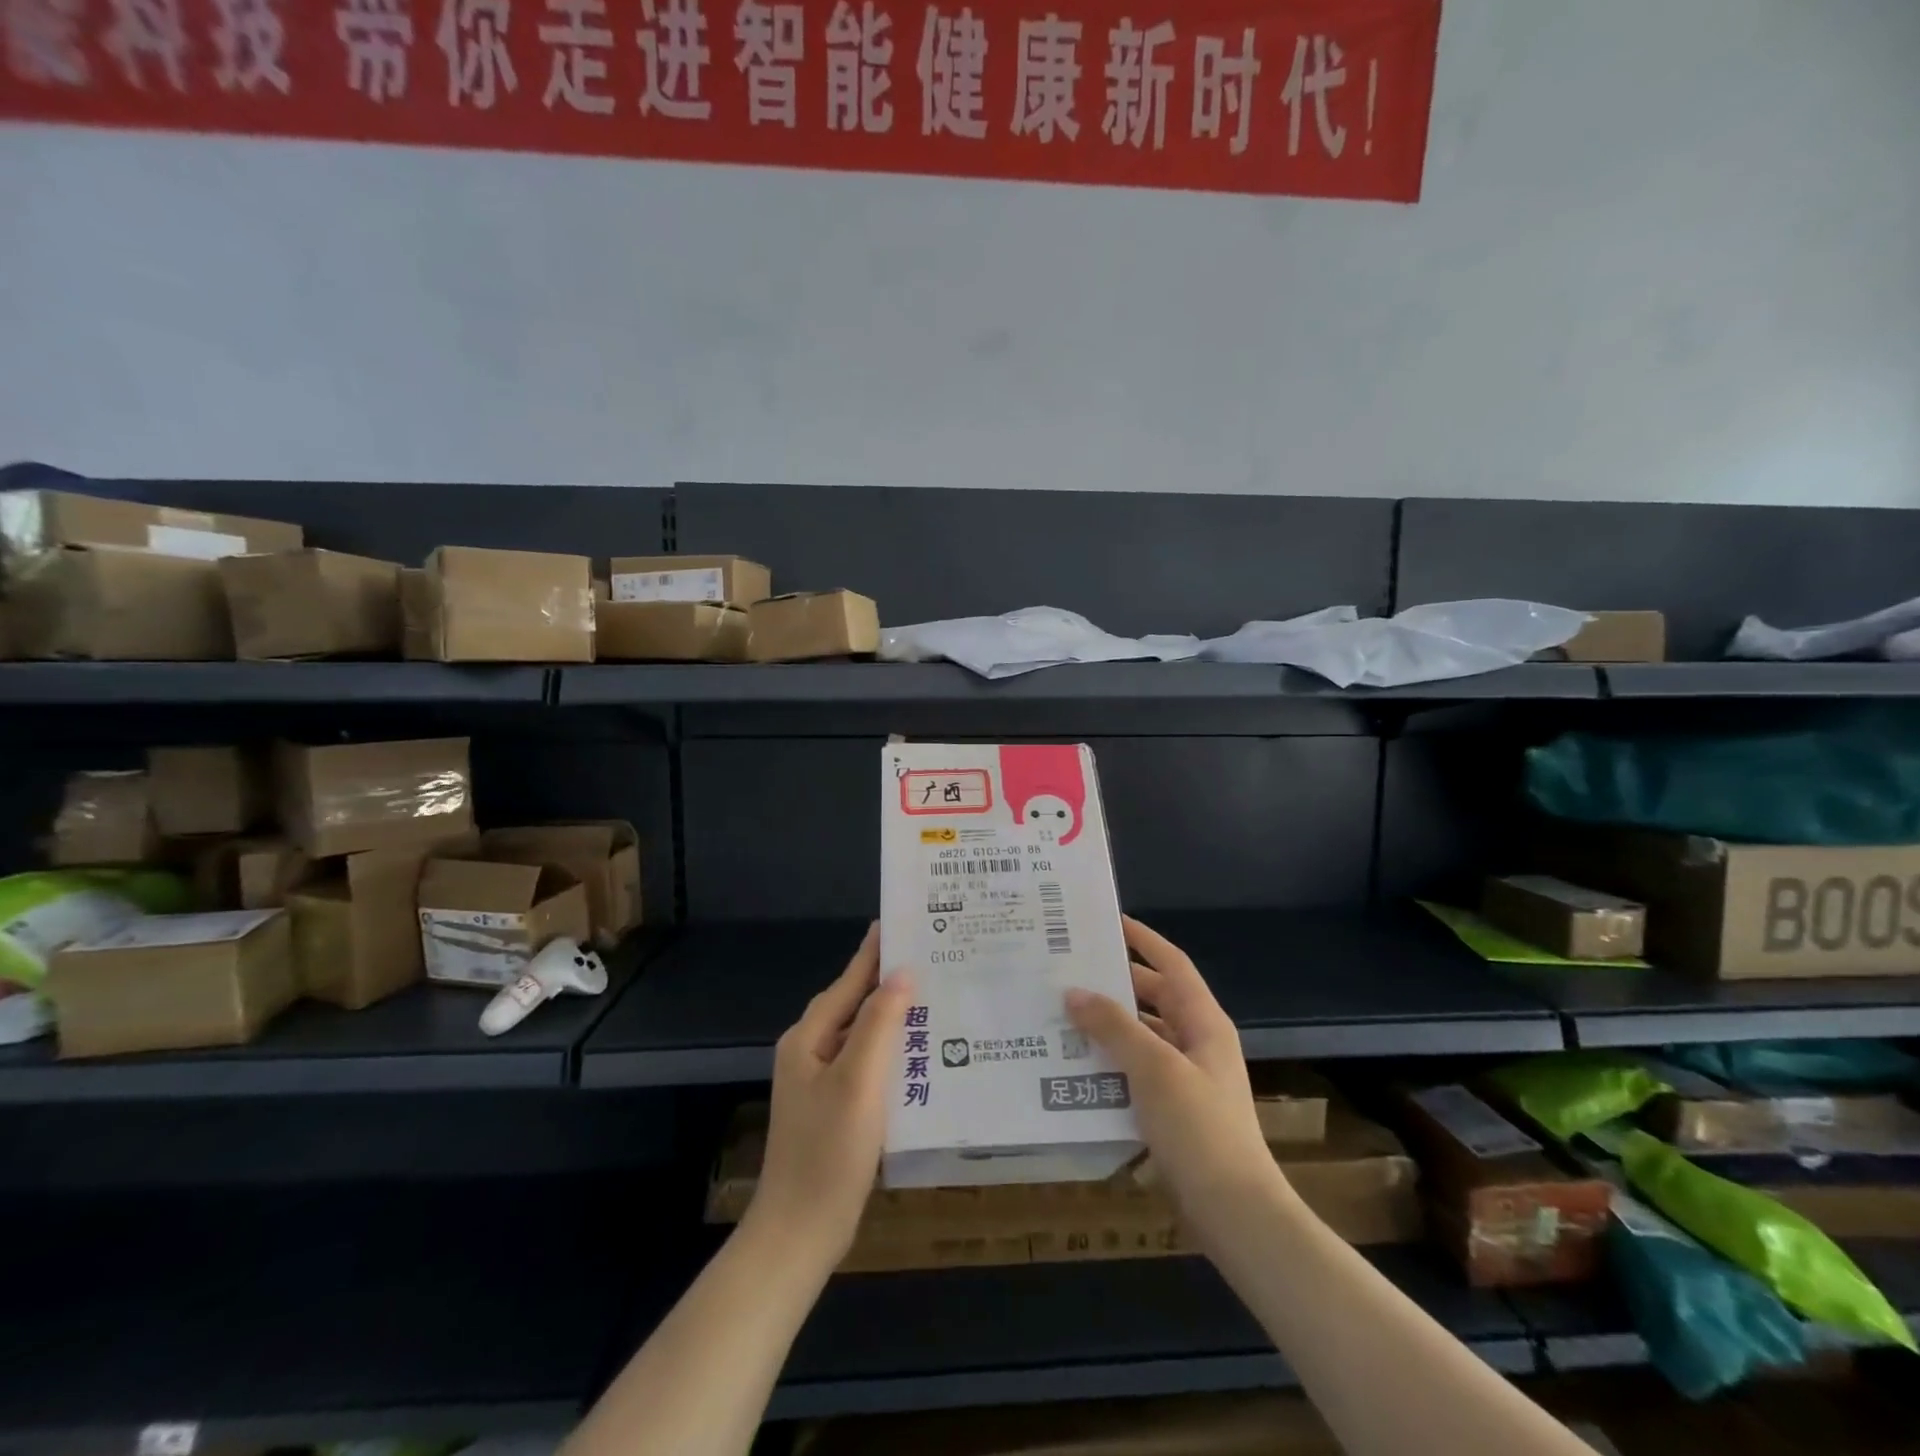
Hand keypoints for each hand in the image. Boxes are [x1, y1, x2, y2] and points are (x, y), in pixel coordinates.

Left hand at [746, 923, 910, 1268]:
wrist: (800, 1232)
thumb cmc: (828, 1152)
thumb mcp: (858, 1081)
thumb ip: (879, 1023)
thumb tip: (901, 972)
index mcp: (809, 1037)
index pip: (849, 981)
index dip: (874, 951)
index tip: (901, 921)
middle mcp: (810, 1051)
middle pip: (854, 1002)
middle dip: (888, 979)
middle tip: (930, 956)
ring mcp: (821, 1080)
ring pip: (862, 1032)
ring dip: (892, 1014)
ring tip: (933, 995)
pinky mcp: (835, 1106)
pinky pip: (866, 1061)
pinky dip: (891, 1048)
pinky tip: (919, 1051)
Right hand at [1065, 917, 1278, 1229]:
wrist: (1235, 1215)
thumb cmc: (1200, 1129)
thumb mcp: (1154, 1068)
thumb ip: (1114, 1027)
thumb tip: (1073, 992)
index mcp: (1204, 1022)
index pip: (1172, 964)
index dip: (1143, 939)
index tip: (1108, 921)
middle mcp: (1197, 1043)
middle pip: (1153, 998)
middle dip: (1116, 983)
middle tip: (1070, 969)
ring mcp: (1186, 1079)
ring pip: (1142, 1037)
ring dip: (1107, 1026)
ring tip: (1061, 1014)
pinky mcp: (1173, 1112)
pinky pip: (1136, 1073)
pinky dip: (1109, 1065)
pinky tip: (1074, 1068)